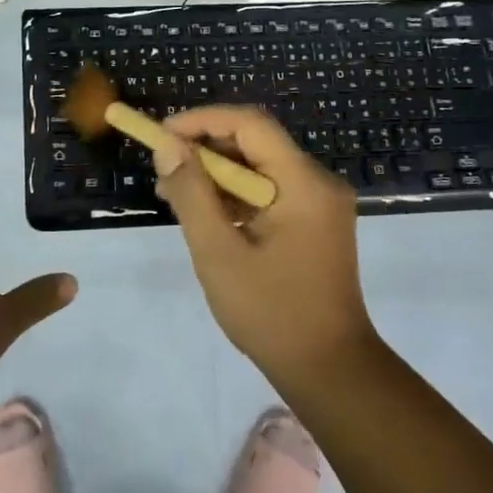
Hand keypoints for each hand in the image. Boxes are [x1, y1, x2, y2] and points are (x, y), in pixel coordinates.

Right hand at [152, 106, 375, 386]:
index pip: (250, 124)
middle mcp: (318, 182)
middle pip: (255, 142)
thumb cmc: (271, 312)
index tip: (162, 134)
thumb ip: (191, 193)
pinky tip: (203, 213)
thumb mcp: (218, 252)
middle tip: (163, 166)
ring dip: (216, 172)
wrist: (330, 372)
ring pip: (259, 166)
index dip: (202, 120)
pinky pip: (269, 190)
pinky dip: (235, 195)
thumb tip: (167, 145)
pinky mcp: (314, 223)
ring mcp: (320, 203)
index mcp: (304, 182)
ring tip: (173, 192)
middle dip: (205, 147)